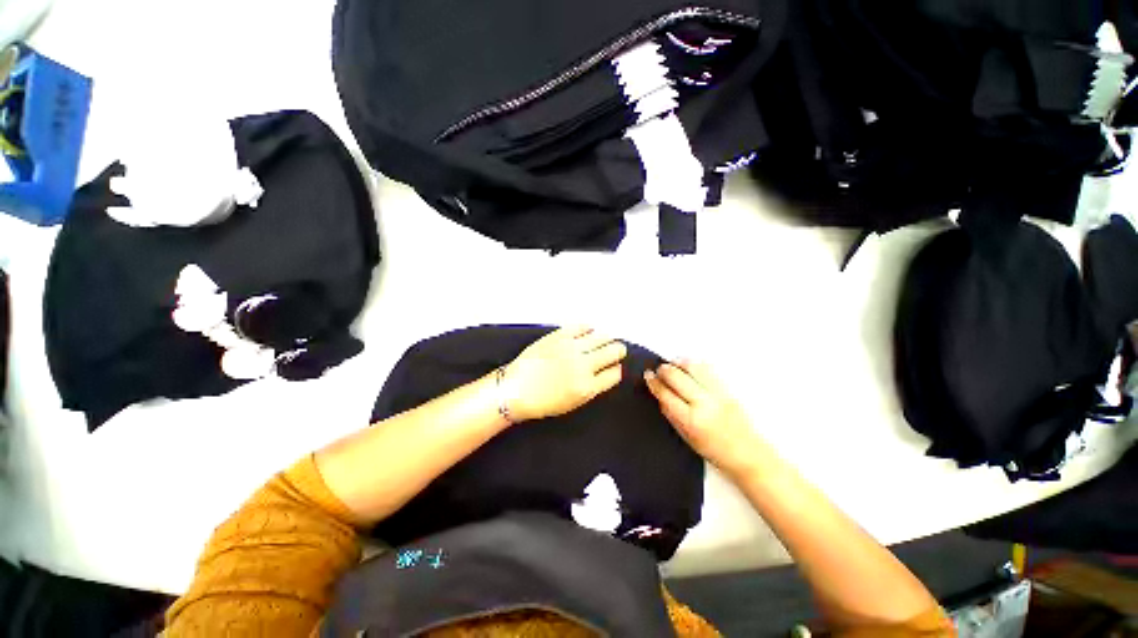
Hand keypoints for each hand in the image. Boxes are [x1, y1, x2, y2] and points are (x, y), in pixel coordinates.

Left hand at [505, 326, 626, 421]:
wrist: (515, 390)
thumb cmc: (543, 401)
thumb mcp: (573, 403)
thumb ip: (592, 387)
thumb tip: (607, 372)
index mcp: (587, 387)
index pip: (615, 373)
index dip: (617, 370)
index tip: (615, 368)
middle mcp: (583, 365)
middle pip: (613, 351)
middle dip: (618, 351)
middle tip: (616, 350)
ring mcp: (571, 348)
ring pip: (602, 336)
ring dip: (607, 338)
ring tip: (606, 339)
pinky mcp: (559, 335)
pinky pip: (582, 326)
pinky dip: (588, 329)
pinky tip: (589, 331)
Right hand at [645, 360, 763, 476]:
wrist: (748, 454)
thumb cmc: (715, 451)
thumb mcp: (686, 438)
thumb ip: (671, 415)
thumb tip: (660, 395)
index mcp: (691, 420)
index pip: (666, 394)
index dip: (654, 382)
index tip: (648, 375)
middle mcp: (704, 403)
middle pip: (677, 376)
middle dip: (664, 369)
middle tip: (659, 369)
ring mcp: (717, 394)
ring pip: (693, 367)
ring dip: (679, 363)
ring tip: (673, 364)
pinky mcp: (728, 389)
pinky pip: (707, 370)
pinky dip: (694, 365)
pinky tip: (688, 366)